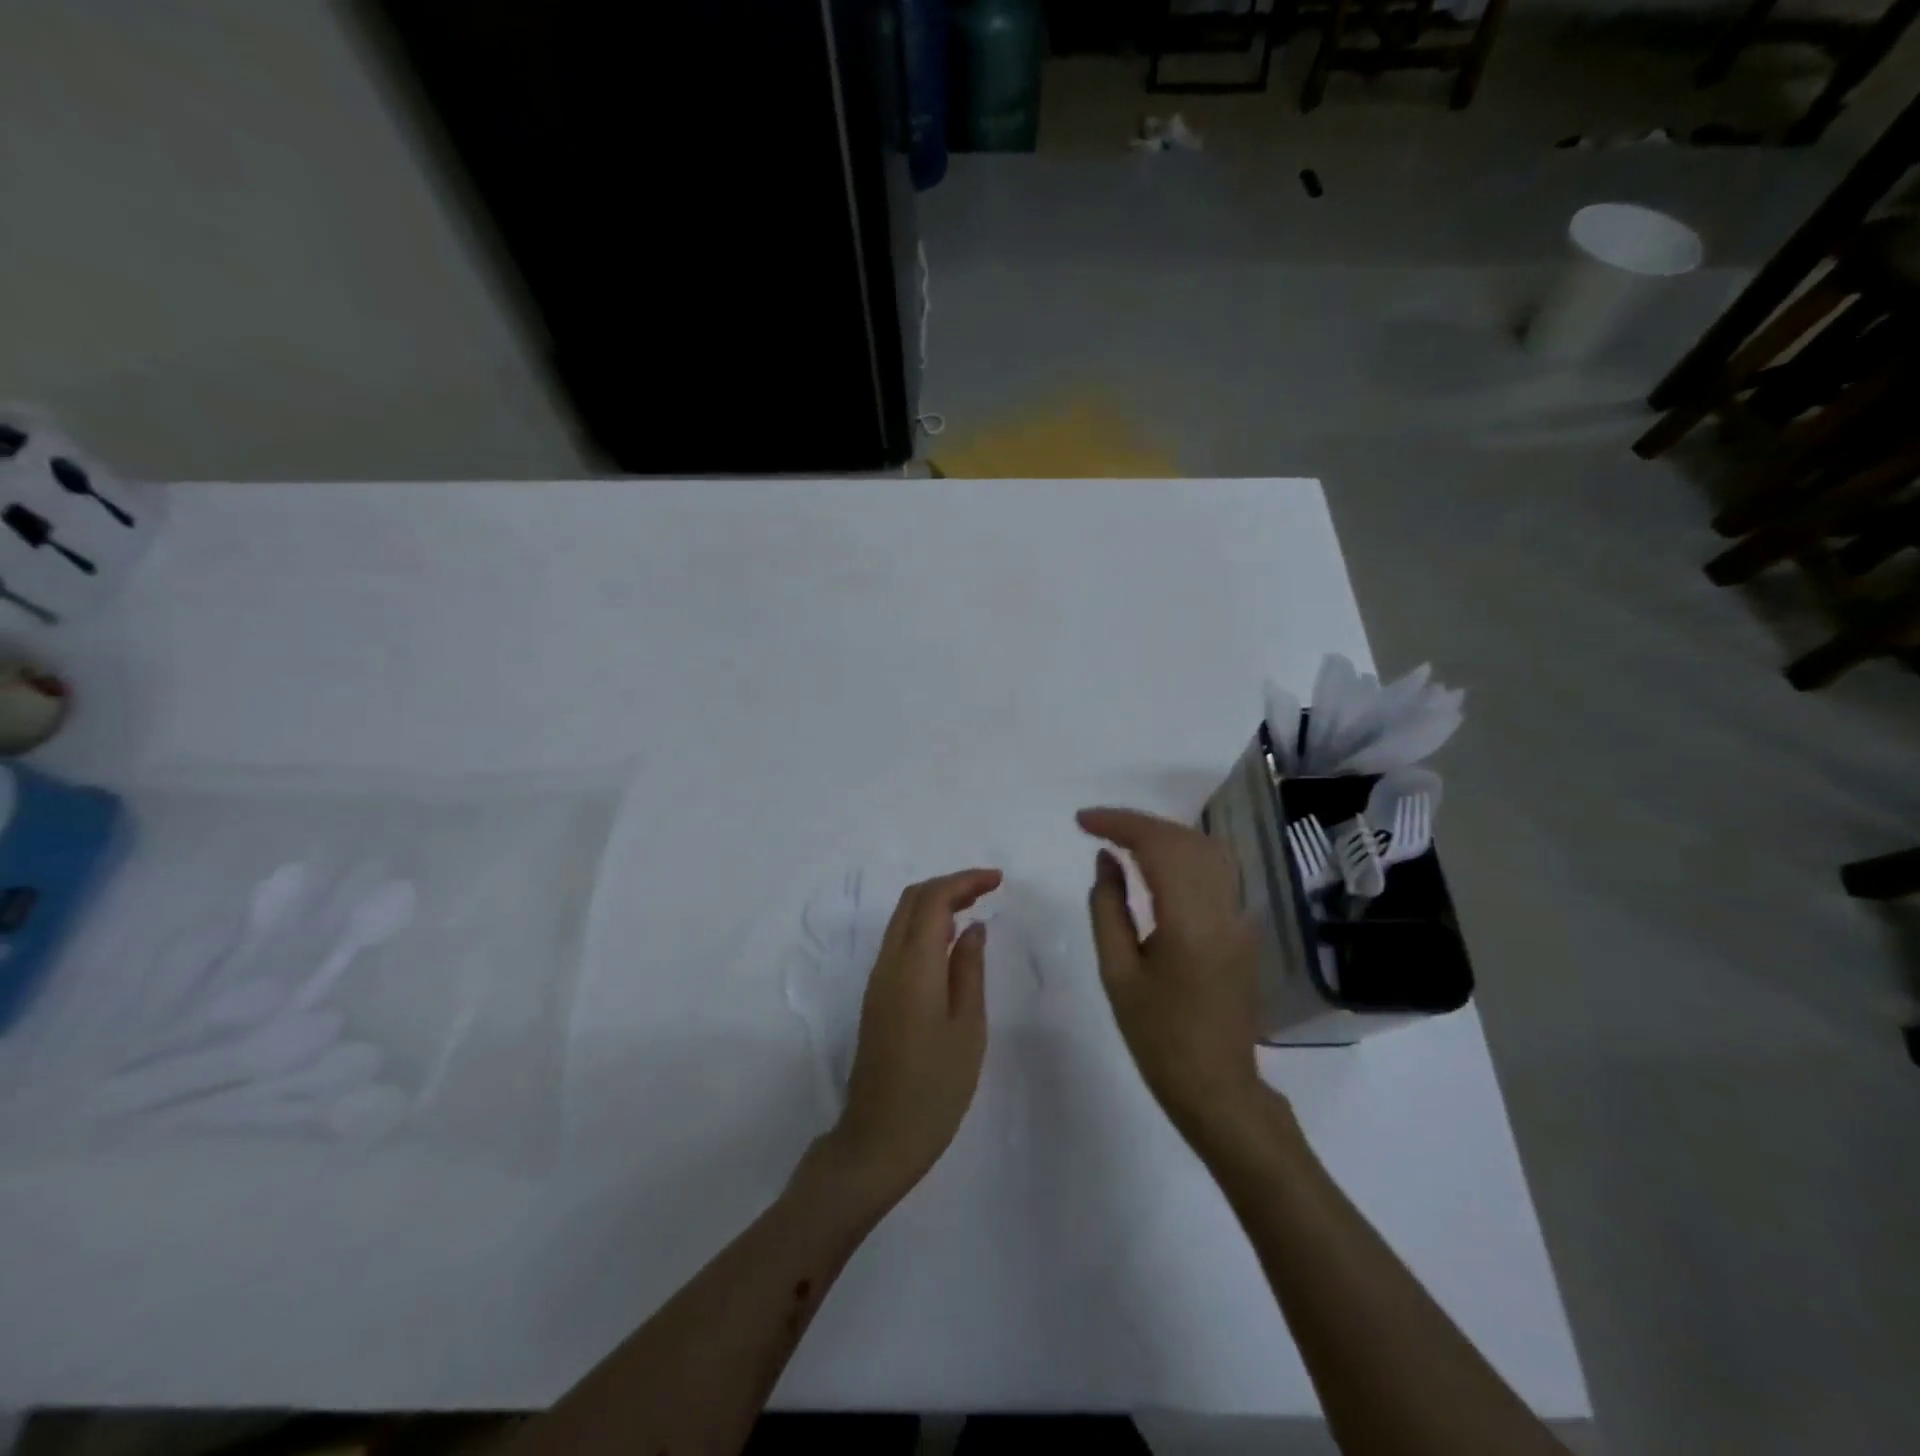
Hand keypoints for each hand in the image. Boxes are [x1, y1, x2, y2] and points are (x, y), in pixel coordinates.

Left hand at [827, 868, 1000, 1207]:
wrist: (879, 1138)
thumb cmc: (935, 1088)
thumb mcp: (967, 1029)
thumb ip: (969, 971)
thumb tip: (973, 928)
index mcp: (913, 967)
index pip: (933, 899)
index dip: (964, 880)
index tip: (998, 880)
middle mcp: (888, 963)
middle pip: (912, 900)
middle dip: (950, 884)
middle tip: (988, 889)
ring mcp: (877, 979)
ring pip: (902, 919)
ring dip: (936, 903)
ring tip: (976, 908)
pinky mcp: (876, 996)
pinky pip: (900, 942)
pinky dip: (926, 926)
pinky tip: (951, 942)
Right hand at [1077, 808, 1266, 1148]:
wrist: (1217, 1087)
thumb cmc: (1158, 1037)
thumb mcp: (1118, 973)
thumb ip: (1108, 907)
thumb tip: (1105, 859)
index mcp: (1190, 921)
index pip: (1158, 846)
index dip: (1119, 823)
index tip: (1082, 821)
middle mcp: (1223, 907)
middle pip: (1184, 839)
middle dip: (1138, 824)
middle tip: (1095, 826)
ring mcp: (1240, 916)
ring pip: (1205, 849)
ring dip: (1163, 834)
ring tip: (1121, 839)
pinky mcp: (1244, 926)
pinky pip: (1215, 870)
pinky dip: (1183, 852)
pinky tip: (1156, 861)